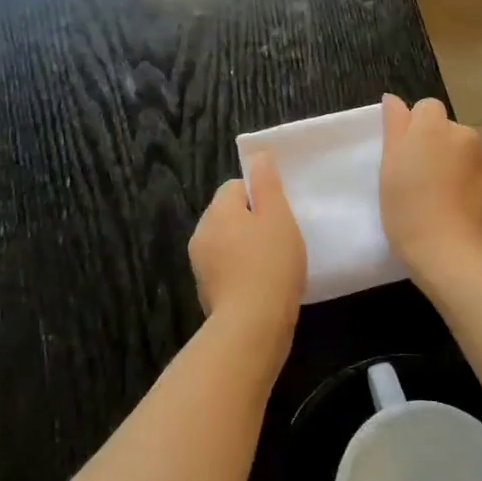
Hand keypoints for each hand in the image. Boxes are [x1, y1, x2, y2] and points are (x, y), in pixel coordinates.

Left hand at [189, 153, 306, 345]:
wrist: (252, 325)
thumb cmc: (270, 264)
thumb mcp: (278, 216)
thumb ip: (267, 183)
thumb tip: (258, 155)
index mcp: (218, 211)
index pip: (236, 187)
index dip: (260, 197)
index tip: (280, 216)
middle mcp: (202, 233)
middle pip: (229, 215)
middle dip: (252, 223)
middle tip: (281, 239)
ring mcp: (200, 265)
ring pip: (227, 243)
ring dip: (247, 248)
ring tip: (275, 265)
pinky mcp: (206, 292)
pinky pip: (226, 269)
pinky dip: (242, 272)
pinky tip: (263, 286)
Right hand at [379, 93, 481, 276]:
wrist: (452, 255)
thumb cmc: (408, 209)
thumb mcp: (388, 167)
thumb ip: (394, 126)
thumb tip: (393, 98)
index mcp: (434, 127)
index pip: (426, 108)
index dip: (415, 127)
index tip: (405, 155)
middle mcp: (466, 135)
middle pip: (449, 132)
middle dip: (437, 147)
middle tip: (420, 180)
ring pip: (467, 156)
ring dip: (457, 167)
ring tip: (442, 201)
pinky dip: (473, 189)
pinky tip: (461, 214)